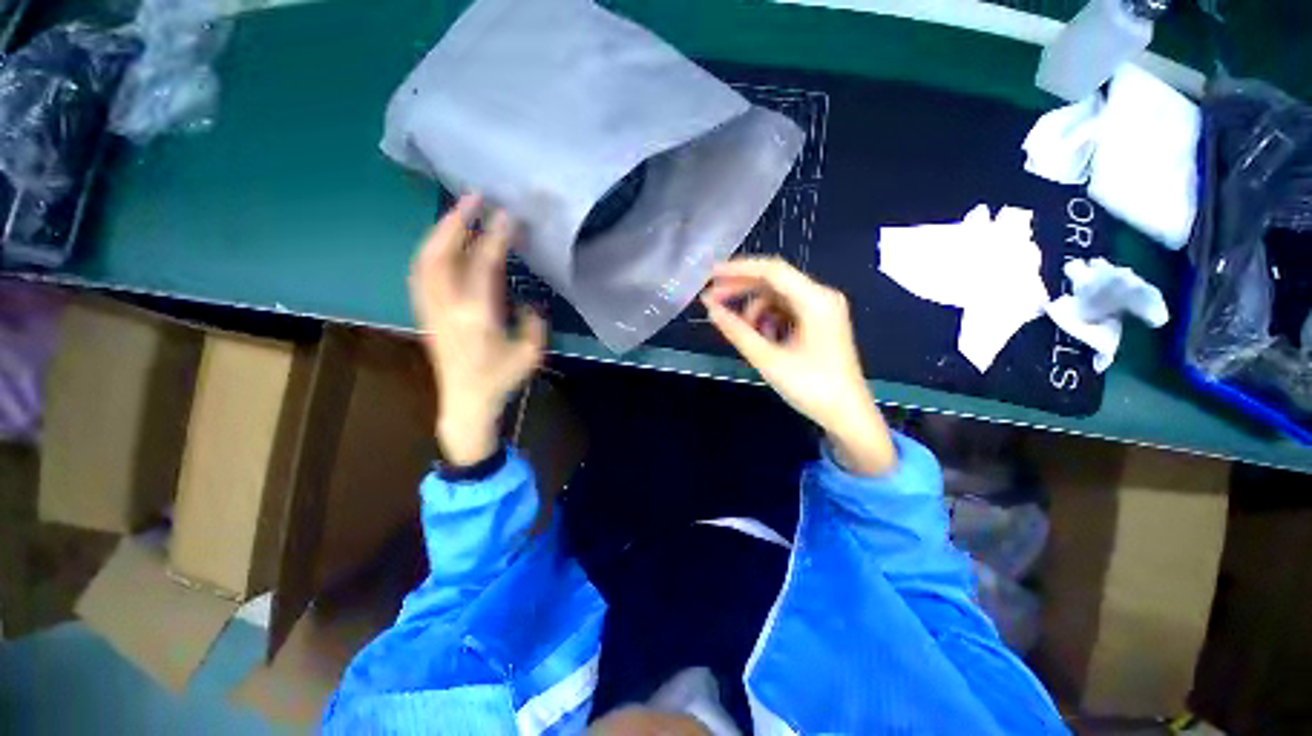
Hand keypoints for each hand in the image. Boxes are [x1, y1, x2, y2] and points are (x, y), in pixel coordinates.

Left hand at [410, 194, 546, 465]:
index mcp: (478, 317)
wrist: (465, 403)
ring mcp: (430, 309)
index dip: (496, 237)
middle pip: (442, 254)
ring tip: (458, 213)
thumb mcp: (530, 353)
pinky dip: (431, 250)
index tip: (507, 215)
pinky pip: (420, 273)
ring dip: (440, 232)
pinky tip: (442, 243)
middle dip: (456, 221)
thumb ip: (532, 322)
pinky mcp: (424, 314)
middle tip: (473, 197)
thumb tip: (527, 301)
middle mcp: (447, 307)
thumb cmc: (501, 380)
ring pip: (425, 260)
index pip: (483, 266)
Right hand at [701, 257, 895, 475]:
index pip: (772, 270)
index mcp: (815, 300)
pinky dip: (768, 320)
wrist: (847, 416)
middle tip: (712, 301)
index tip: (709, 275)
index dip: (737, 269)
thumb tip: (710, 309)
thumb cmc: (811, 387)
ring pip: (777, 297)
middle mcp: (821, 297)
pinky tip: (762, 339)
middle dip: (741, 289)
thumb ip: (737, 331)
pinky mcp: (819, 323)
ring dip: (754, 310)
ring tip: (744, 334)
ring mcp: (822, 309)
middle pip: (774, 281)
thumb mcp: (768, 358)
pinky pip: (786, 311)